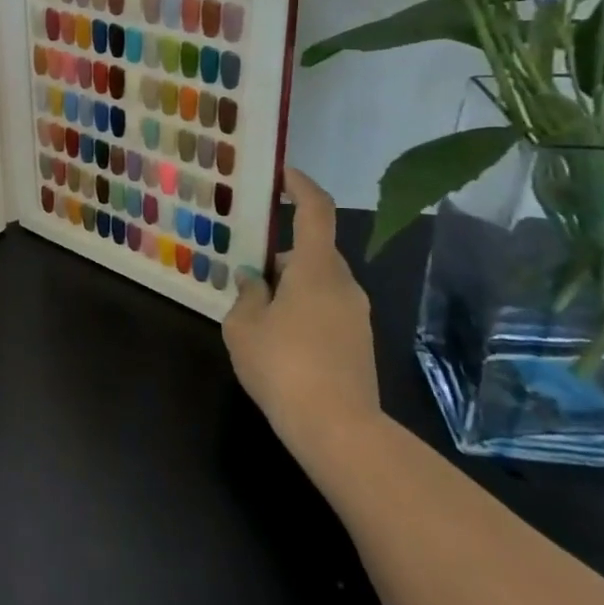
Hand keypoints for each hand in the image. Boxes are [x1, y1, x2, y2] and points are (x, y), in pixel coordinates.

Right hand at [221, 167, 383, 479]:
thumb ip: (247, 295)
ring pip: (320, 280)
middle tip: (246, 260)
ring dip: (291, 282)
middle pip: (314, 249)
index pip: (316, 211)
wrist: (340, 431)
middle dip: (281, 250)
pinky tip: (277, 334)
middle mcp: (343, 283)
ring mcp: (356, 314)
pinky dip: (303, 306)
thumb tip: (255, 281)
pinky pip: (327, 306)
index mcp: (315, 268)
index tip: (281, 174)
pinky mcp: (359, 342)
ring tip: (255, 303)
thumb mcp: (244, 326)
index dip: (300, 185)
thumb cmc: (284, 366)